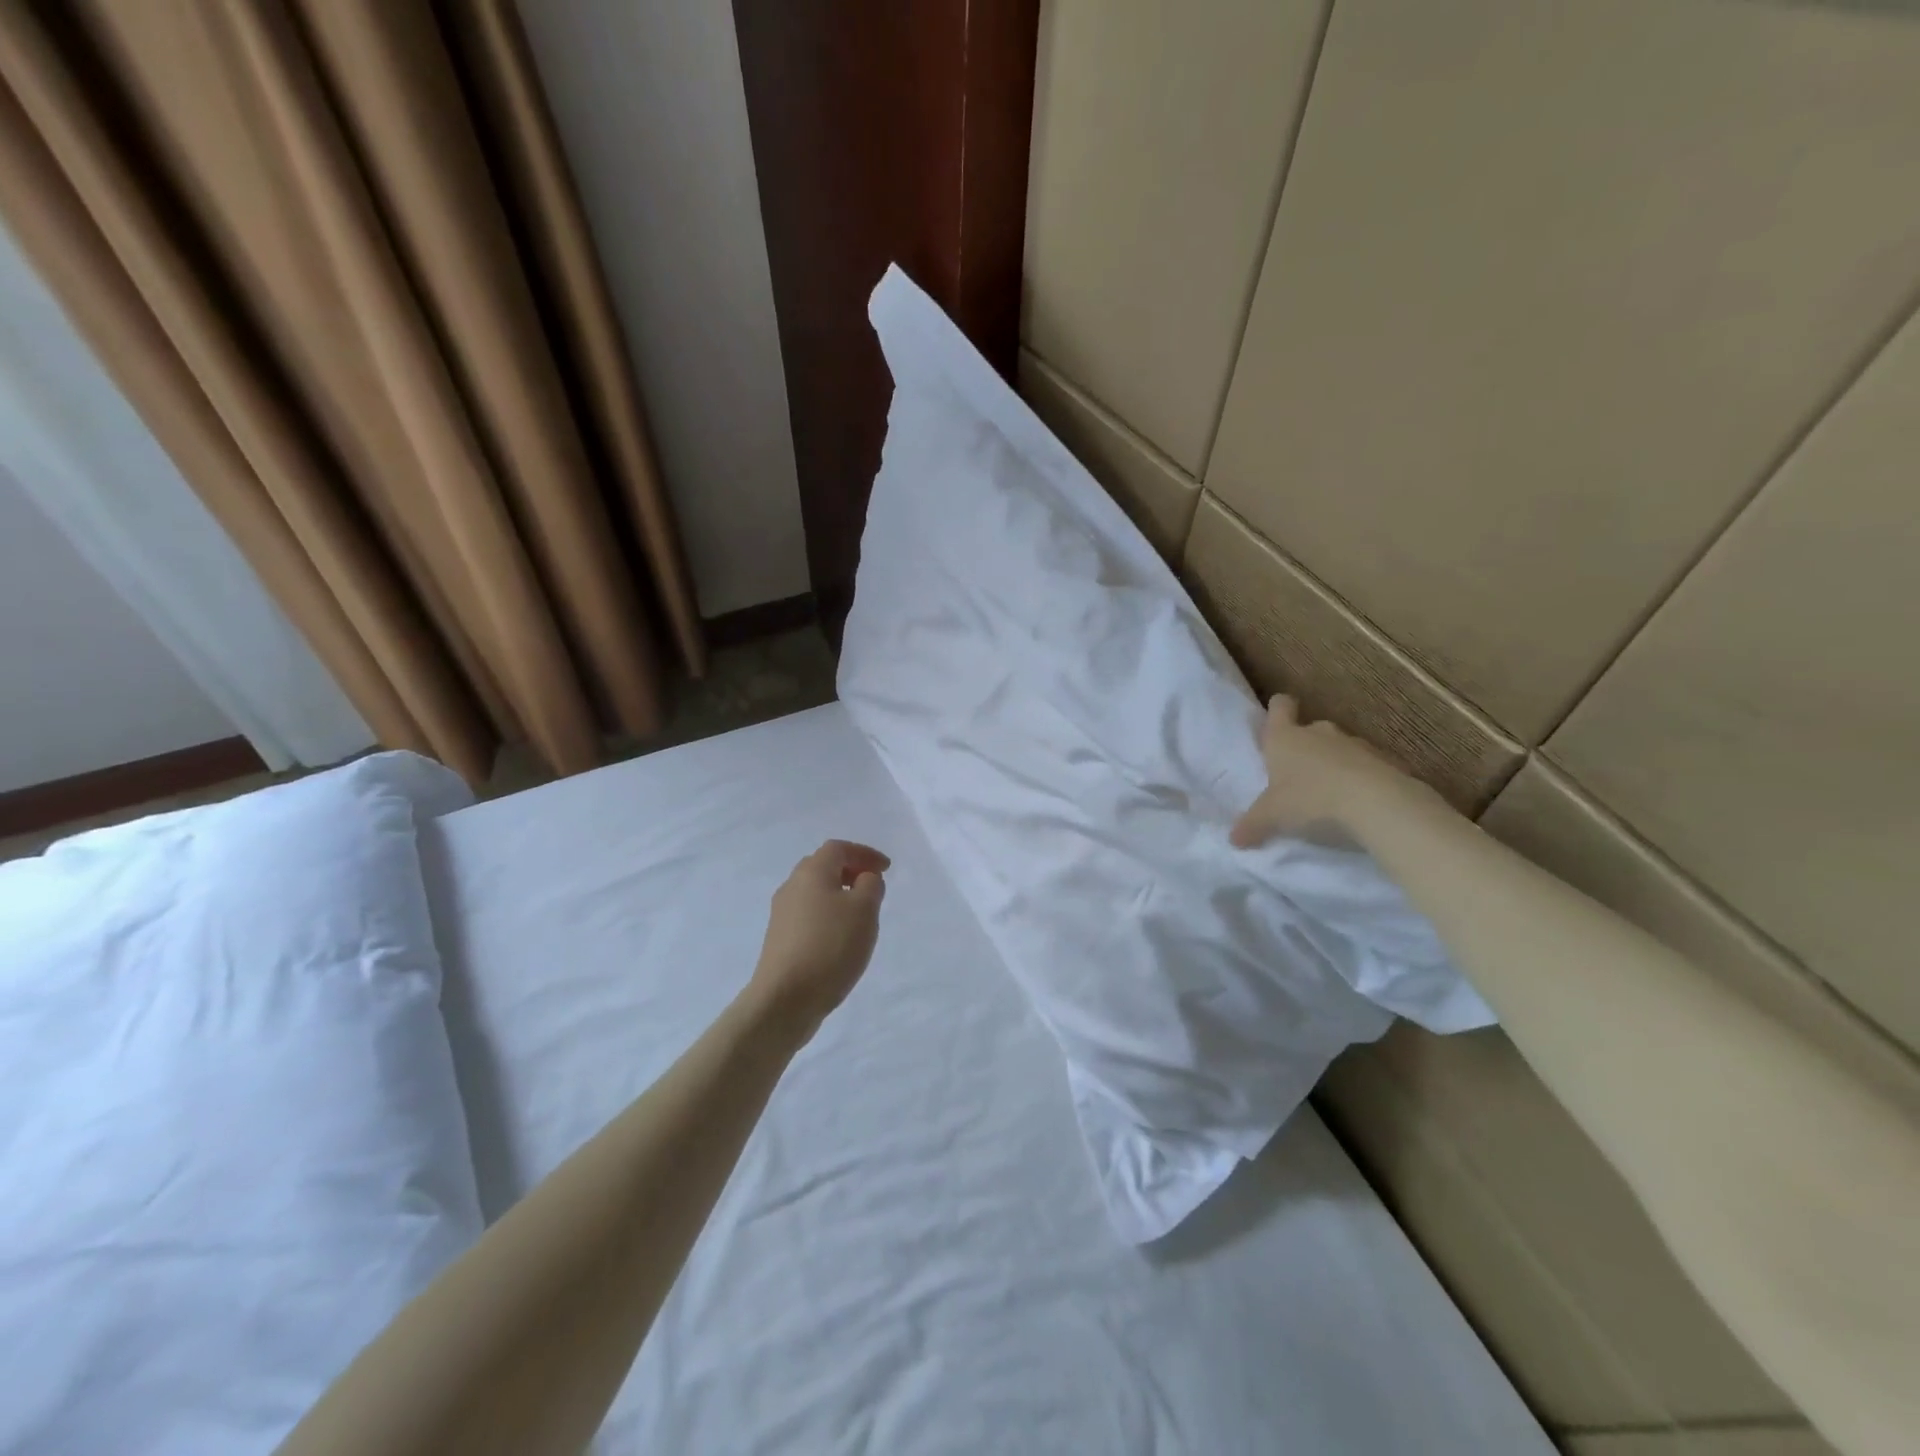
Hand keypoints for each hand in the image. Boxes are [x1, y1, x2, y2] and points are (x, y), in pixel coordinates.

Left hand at [748, 840, 889, 1034]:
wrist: (785, 999)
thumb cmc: (830, 946)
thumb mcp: (864, 910)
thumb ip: (870, 886)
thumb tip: (864, 879)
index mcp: (811, 872)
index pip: (838, 848)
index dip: (864, 853)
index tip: (886, 868)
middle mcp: (792, 887)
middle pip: (822, 867)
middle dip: (849, 871)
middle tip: (872, 886)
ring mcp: (781, 915)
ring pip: (814, 893)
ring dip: (839, 896)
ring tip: (861, 915)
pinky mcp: (780, 940)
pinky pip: (808, 916)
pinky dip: (828, 917)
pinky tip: (840, 939)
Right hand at [1230, 695, 1427, 848]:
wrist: (1379, 805)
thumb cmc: (1311, 800)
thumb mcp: (1272, 818)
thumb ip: (1252, 825)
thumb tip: (1234, 839)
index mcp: (1285, 738)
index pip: (1280, 706)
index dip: (1278, 710)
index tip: (1276, 723)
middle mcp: (1319, 733)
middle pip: (1310, 729)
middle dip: (1305, 749)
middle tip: (1298, 777)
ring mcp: (1356, 744)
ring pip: (1340, 748)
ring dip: (1335, 765)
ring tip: (1331, 796)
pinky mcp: (1387, 761)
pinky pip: (1369, 767)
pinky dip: (1363, 780)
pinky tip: (1361, 805)